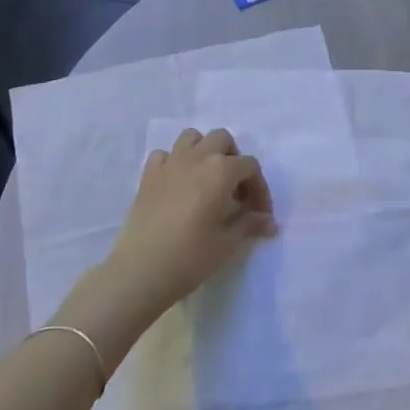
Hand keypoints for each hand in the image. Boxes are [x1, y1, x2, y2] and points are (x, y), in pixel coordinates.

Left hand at [105, 129, 275, 309]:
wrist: (140, 271)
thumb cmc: (190, 257)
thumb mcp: (228, 243)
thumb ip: (250, 224)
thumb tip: (270, 222)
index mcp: (221, 170)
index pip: (250, 167)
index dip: (260, 189)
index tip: (260, 215)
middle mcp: (197, 158)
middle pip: (222, 139)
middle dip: (233, 159)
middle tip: (234, 190)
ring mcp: (169, 164)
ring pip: (192, 138)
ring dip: (204, 151)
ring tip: (207, 179)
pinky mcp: (148, 176)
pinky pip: (165, 155)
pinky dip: (174, 163)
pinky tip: (177, 185)